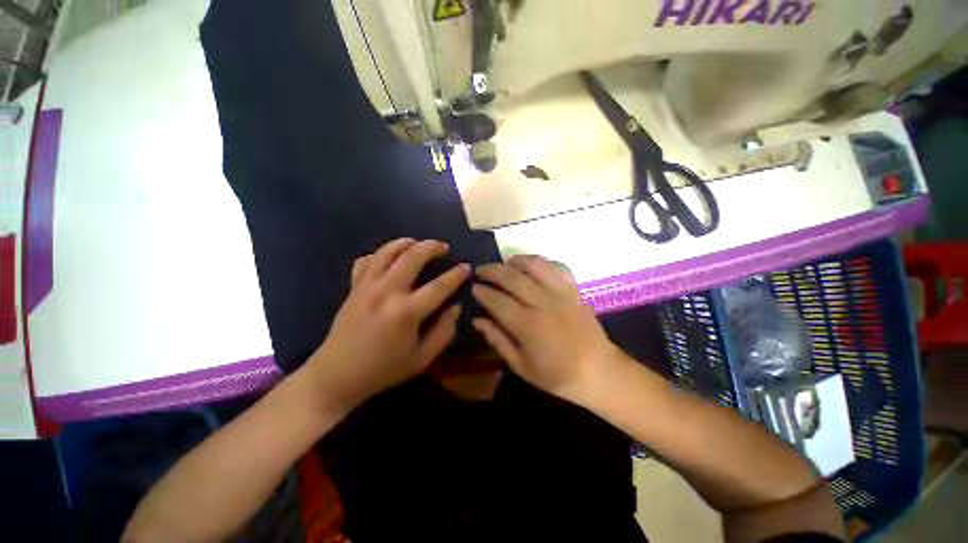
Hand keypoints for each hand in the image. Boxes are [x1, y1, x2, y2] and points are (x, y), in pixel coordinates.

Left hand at [302, 238, 469, 411]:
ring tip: (418, 243)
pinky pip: (366, 260)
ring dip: (406, 243)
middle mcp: (387, 292)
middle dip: (432, 247)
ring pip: (387, 252)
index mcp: (406, 312)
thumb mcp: (421, 359)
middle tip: (443, 247)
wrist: (336, 375)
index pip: (439, 286)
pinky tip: (389, 257)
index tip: (467, 267)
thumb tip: (456, 307)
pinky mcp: (353, 288)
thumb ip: (444, 332)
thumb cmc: (383, 370)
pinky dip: (380, 254)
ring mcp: (367, 287)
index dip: (456, 275)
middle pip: (412, 257)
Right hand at [471, 255, 619, 403]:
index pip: (497, 301)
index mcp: (528, 325)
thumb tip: (478, 320)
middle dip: (492, 271)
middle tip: (481, 270)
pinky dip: (541, 262)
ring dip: (515, 261)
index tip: (474, 288)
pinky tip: (533, 266)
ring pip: (534, 265)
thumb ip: (497, 340)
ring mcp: (561, 292)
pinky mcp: (574, 289)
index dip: (483, 292)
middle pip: (512, 278)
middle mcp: (543, 302)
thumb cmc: (556, 375)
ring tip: (505, 264)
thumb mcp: (521, 365)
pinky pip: (556, 267)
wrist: (599, 371)